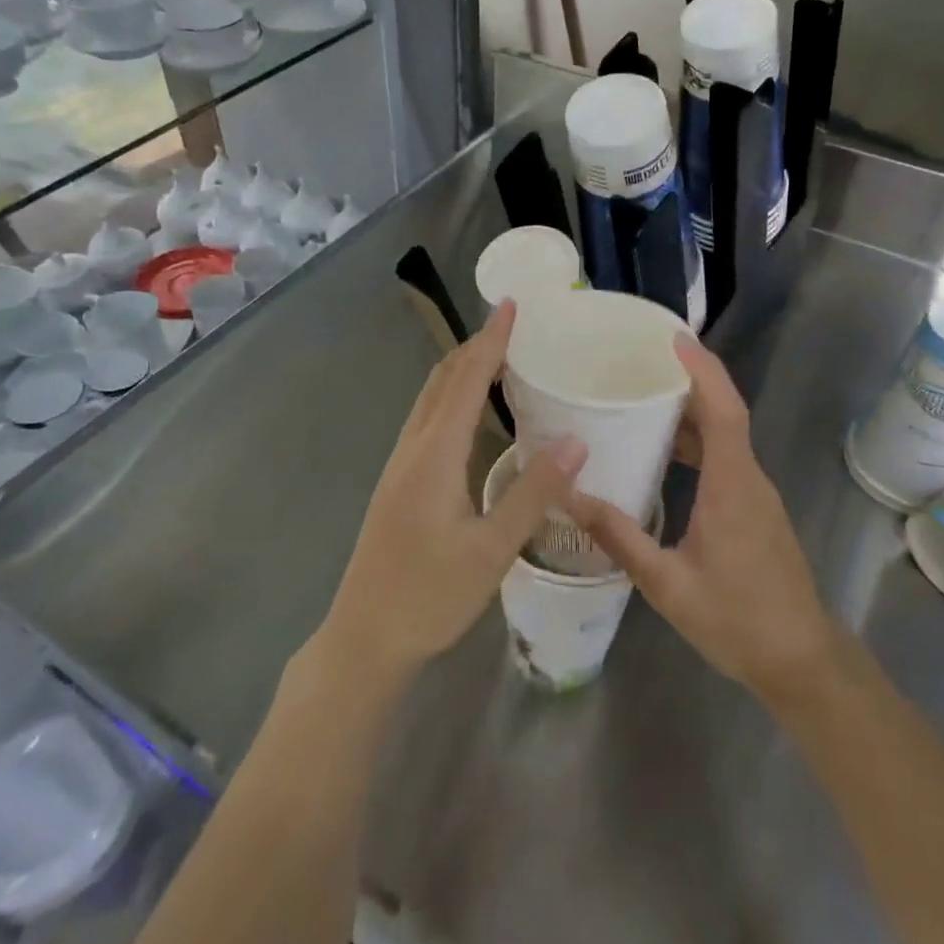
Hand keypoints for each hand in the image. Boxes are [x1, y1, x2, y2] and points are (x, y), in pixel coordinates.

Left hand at [316, 301, 586, 690]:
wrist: (365, 638)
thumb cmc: (430, 597)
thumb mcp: (492, 550)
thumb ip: (534, 493)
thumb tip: (578, 441)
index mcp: (434, 455)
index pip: (465, 381)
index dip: (490, 341)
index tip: (510, 305)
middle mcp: (412, 448)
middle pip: (442, 380)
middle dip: (476, 345)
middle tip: (512, 323)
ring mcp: (400, 465)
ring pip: (431, 398)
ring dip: (461, 368)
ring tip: (498, 355)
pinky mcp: (399, 482)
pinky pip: (427, 419)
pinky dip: (452, 395)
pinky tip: (471, 411)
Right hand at [564, 335, 836, 705]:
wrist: (801, 661)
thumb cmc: (737, 621)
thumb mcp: (667, 584)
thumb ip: (620, 537)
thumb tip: (569, 496)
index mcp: (733, 486)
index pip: (724, 409)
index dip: (702, 370)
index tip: (674, 338)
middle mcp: (749, 478)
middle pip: (725, 412)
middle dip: (690, 379)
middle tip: (644, 359)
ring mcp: (756, 494)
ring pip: (727, 435)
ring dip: (693, 410)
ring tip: (645, 396)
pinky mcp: (755, 509)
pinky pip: (727, 457)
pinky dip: (699, 440)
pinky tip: (665, 452)